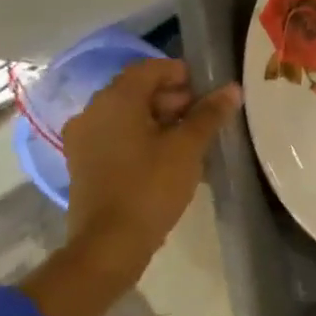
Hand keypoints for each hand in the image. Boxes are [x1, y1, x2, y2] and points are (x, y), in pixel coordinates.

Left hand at [20, 59, 240, 315]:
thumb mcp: (187, 148)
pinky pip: (117, 137)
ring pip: (127, 115)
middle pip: (137, 90)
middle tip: (203, 119)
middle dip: (173, 99)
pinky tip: (166, 159)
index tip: (208, 93)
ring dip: (159, 120)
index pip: (151, 69)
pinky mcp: (83, 163)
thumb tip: (232, 88)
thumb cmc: (150, 187)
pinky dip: (141, 138)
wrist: (108, 246)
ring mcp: (83, 139)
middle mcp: (92, 111)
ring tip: (190, 142)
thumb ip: (209, 114)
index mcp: (115, 100)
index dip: (182, 74)